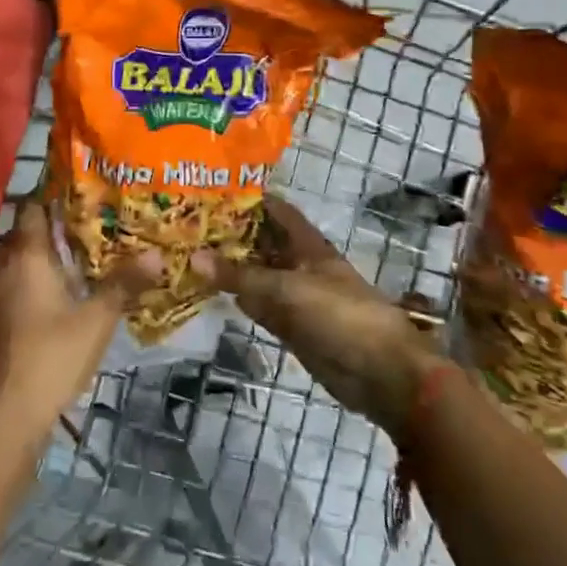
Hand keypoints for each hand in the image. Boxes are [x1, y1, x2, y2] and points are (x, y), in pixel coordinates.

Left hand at [0, 202, 160, 441]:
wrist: (5, 415)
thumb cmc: (54, 356)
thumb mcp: (98, 320)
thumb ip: (124, 284)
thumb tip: (156, 254)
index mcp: (26, 257)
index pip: (32, 209)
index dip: (51, 200)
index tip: (76, 199)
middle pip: (21, 237)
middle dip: (47, 234)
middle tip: (80, 236)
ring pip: (9, 267)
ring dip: (32, 266)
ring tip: (64, 272)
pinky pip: (1, 294)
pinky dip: (19, 292)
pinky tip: (39, 309)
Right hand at [192, 196, 437, 434]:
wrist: (379, 373)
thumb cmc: (339, 316)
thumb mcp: (286, 290)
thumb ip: (240, 276)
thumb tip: (193, 256)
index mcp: (308, 245)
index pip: (275, 211)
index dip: (248, 199)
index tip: (210, 192)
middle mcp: (300, 266)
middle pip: (263, 243)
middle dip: (231, 235)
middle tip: (187, 227)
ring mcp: (296, 298)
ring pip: (258, 277)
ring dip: (231, 269)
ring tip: (189, 255)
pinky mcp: (292, 327)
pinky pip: (260, 307)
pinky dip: (240, 300)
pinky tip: (211, 294)